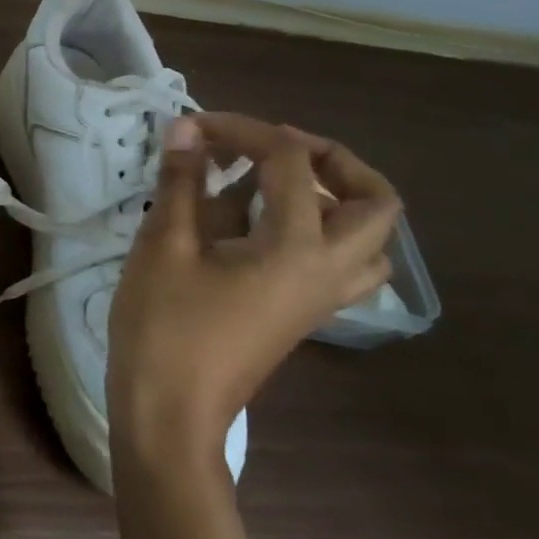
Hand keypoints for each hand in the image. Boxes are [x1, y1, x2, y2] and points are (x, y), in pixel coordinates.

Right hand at [108, 112, 401, 471]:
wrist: (170, 413)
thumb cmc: (165, 327)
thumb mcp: (164, 245)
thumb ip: (183, 181)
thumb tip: (188, 127)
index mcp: (297, 248)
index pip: (290, 162)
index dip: (243, 129)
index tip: (195, 125)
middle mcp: (327, 270)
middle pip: (373, 201)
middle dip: (330, 160)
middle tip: (274, 149)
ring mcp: (321, 298)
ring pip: (368, 239)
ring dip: (336, 199)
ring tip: (275, 187)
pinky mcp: (302, 315)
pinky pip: (342, 264)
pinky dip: (319, 232)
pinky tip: (260, 230)